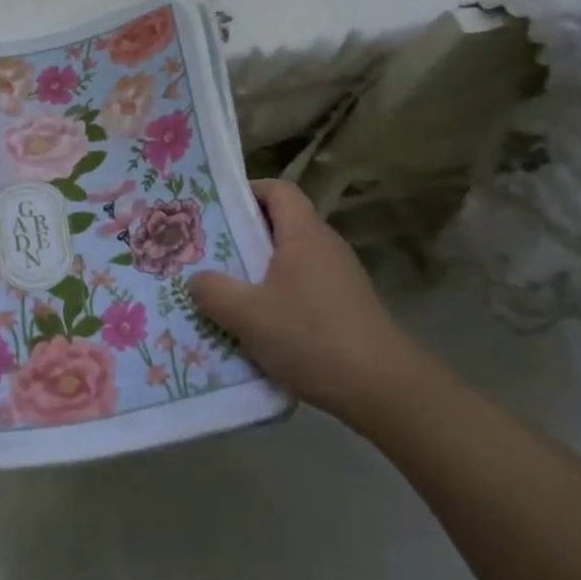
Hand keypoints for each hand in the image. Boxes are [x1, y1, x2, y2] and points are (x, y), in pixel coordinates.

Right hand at [188, 179, 423, 430]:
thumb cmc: (311, 337)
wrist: (384, 390)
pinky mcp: (346, 307)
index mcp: (304, 234)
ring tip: (225, 291)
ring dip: (258, 271)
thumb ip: (213, 292)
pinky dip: (278, 296)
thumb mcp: (248, 315)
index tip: (216, 209)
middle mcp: (325, 246)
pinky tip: (258, 325)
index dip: (247, 191)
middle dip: (243, 235)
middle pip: (281, 224)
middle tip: (207, 252)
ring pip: (290, 260)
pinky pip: (303, 287)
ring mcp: (340, 277)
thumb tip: (197, 280)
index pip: (278, 190)